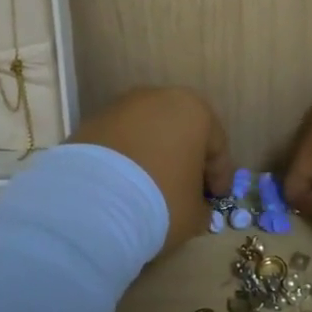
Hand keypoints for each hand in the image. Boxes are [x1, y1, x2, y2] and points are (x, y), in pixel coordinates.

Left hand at [72, 86, 232, 253]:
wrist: (91, 201)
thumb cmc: (160, 200)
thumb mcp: (194, 213)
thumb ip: (201, 205)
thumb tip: (195, 206)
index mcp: (195, 111)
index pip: (216, 146)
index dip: (220, 176)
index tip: (217, 198)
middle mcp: (159, 97)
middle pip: (181, 132)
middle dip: (186, 160)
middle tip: (187, 190)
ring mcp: (122, 106)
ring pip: (149, 133)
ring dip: (154, 156)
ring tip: (151, 188)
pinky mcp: (92, 120)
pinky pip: (121, 141)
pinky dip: (127, 159)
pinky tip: (124, 184)